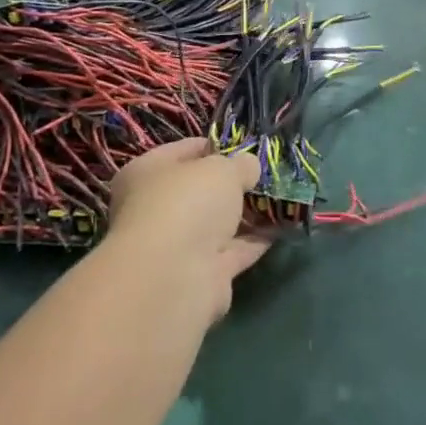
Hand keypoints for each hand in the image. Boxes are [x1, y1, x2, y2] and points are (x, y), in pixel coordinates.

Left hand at [107, 138, 270, 317]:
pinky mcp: (199, 275)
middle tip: (265, 174)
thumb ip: (240, 164)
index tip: (246, 147)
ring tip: (279, 198)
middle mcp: (155, 209)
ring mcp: (176, 245)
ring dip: (245, 214)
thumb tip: (249, 166)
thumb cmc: (187, 204)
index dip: (216, 146)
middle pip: (200, 190)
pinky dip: (253, 241)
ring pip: (216, 223)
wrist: (173, 278)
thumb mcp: (222, 169)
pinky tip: (279, 228)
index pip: (184, 151)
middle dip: (232, 185)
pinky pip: (232, 251)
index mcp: (146, 173)